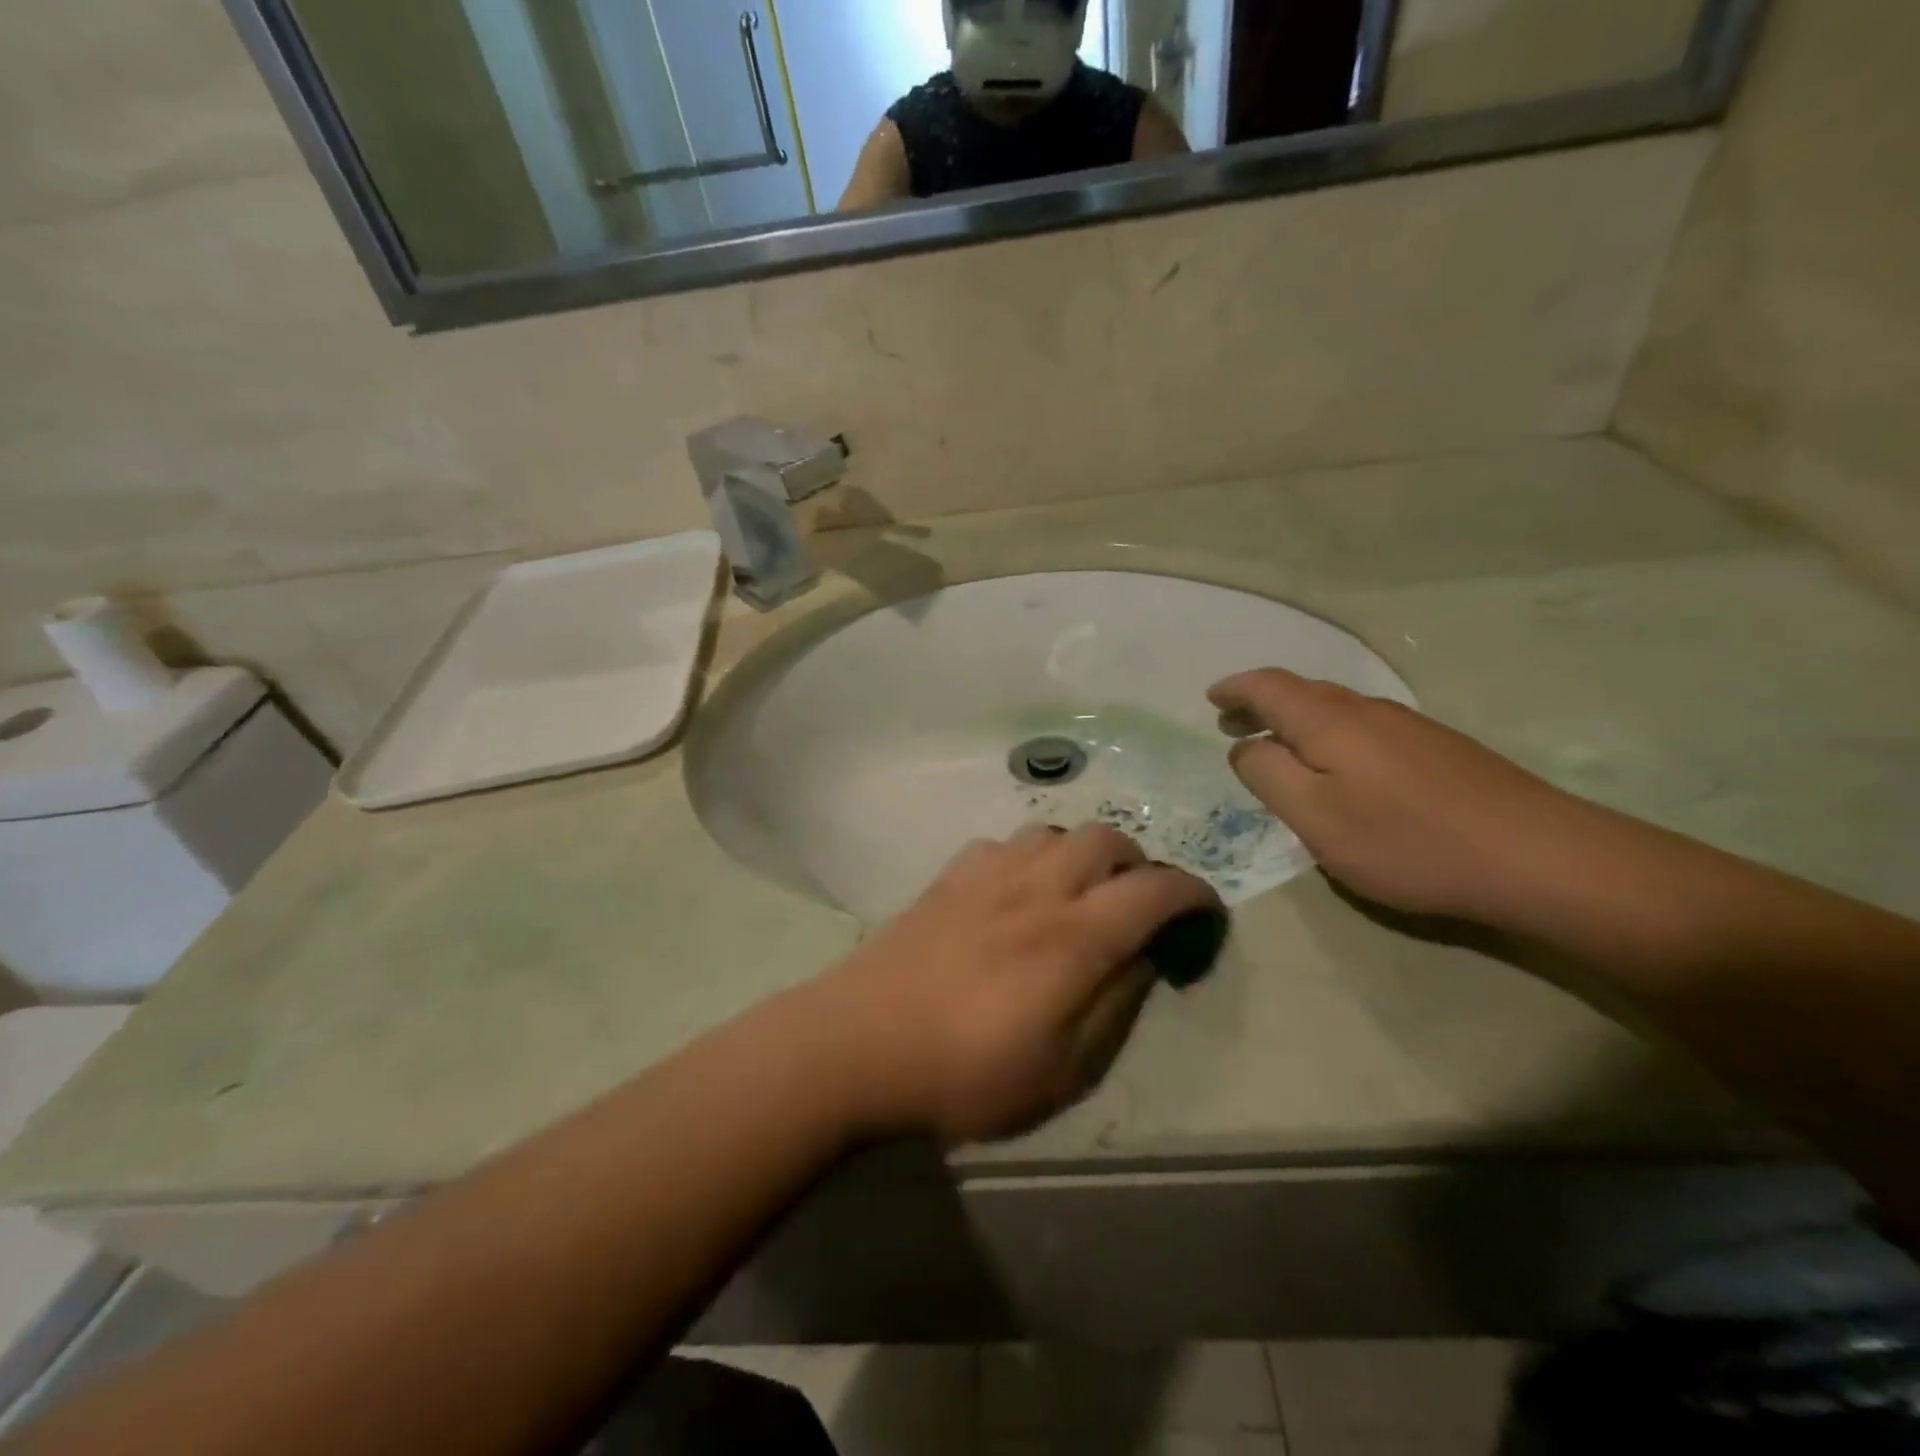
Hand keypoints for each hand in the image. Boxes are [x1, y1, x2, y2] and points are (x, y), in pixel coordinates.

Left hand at [813, 825, 1221, 1145]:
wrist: (859, 1043)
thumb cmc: (964, 1074)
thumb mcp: (1061, 1071)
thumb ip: (1114, 1006)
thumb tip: (1144, 958)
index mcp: (1074, 936)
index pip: (1154, 890)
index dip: (1192, 894)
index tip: (1205, 912)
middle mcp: (1037, 888)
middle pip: (1106, 839)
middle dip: (1137, 864)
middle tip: (1137, 905)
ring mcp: (988, 874)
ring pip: (1054, 830)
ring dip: (1081, 853)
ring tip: (1078, 892)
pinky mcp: (948, 877)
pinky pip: (1003, 843)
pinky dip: (1028, 857)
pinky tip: (1016, 891)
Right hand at [1210, 669, 1594, 923]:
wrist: (1536, 856)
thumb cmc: (1406, 840)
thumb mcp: (1314, 817)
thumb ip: (1267, 775)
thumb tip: (1245, 747)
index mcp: (1329, 721)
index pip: (1269, 686)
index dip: (1235, 689)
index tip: (1211, 698)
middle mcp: (1367, 710)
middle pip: (1302, 693)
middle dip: (1261, 703)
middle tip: (1232, 722)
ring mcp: (1409, 727)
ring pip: (1336, 709)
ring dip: (1295, 719)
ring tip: (1275, 743)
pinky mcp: (1439, 750)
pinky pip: (1364, 727)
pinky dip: (1330, 734)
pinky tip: (1338, 765)